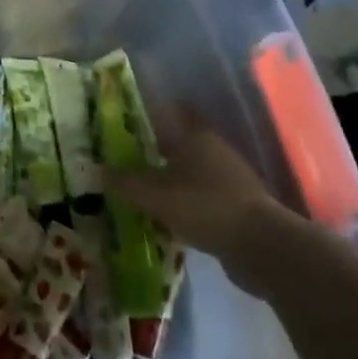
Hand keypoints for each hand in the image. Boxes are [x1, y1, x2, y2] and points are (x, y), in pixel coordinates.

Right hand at [106, 117, 290, 295]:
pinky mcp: (238, 206)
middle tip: (125, 159)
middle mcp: (214, 150)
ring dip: (170, 180)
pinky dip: (185, 203)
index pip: (170, 111)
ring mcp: (230, 179)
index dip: (149, 111)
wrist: (262, 248)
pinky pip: (202, 198)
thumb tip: (95, 170)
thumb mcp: (155, 195)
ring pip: (190, 172)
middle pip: (178, 143)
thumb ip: (124, 182)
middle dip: (154, 151)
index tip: (126, 118)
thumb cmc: (205, 206)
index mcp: (196, 136)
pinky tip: (168, 218)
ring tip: (142, 191)